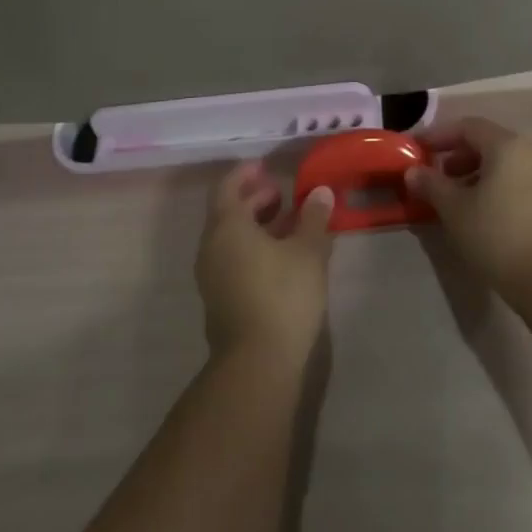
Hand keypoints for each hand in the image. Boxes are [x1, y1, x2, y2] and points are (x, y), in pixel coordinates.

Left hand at [196, 162, 334, 367]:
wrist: (257, 364)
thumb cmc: (283, 295)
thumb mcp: (308, 251)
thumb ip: (313, 218)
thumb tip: (320, 192)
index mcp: (227, 227)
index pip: (228, 187)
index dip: (246, 174)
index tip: (266, 167)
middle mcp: (211, 247)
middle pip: (228, 212)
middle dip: (254, 199)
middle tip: (282, 194)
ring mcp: (212, 277)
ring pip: (231, 239)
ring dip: (256, 226)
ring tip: (289, 224)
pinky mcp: (220, 300)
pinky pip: (233, 260)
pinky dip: (253, 248)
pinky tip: (282, 257)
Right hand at [409, 118, 531, 293]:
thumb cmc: (497, 235)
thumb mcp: (454, 209)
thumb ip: (431, 185)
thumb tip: (413, 172)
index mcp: (507, 145)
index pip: (468, 127)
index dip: (439, 136)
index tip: (418, 150)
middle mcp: (531, 152)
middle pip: (488, 143)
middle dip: (458, 156)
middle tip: (436, 177)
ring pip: (505, 164)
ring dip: (476, 174)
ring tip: (456, 199)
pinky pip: (519, 181)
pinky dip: (497, 187)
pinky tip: (483, 212)